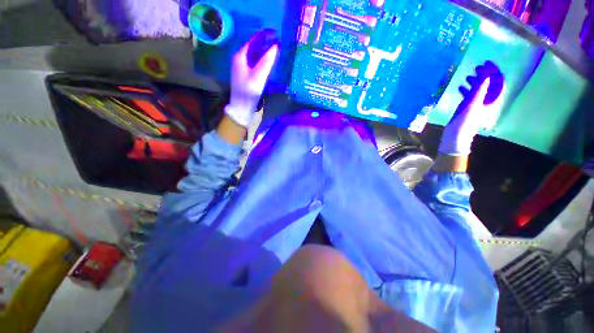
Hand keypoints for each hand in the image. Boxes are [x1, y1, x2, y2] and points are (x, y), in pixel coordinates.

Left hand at [225, 34, 278, 127]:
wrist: (242, 108)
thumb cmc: (249, 92)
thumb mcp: (258, 76)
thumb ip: (266, 61)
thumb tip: (275, 46)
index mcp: (240, 57)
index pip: (252, 41)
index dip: (264, 37)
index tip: (276, 36)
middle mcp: (238, 59)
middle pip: (253, 48)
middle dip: (265, 46)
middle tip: (278, 46)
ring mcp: (241, 68)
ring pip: (254, 56)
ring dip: (264, 54)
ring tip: (276, 54)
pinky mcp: (244, 75)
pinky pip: (254, 64)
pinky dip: (261, 62)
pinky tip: (268, 65)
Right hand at [438, 61, 503, 155]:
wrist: (455, 137)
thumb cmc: (465, 122)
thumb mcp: (473, 105)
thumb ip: (480, 90)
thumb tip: (487, 75)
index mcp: (489, 100)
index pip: (495, 82)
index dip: (493, 72)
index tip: (486, 63)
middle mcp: (484, 101)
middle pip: (487, 85)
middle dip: (483, 75)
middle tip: (476, 67)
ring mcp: (475, 105)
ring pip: (478, 90)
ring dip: (474, 82)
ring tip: (468, 75)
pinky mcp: (466, 109)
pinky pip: (468, 96)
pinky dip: (466, 90)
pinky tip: (460, 87)